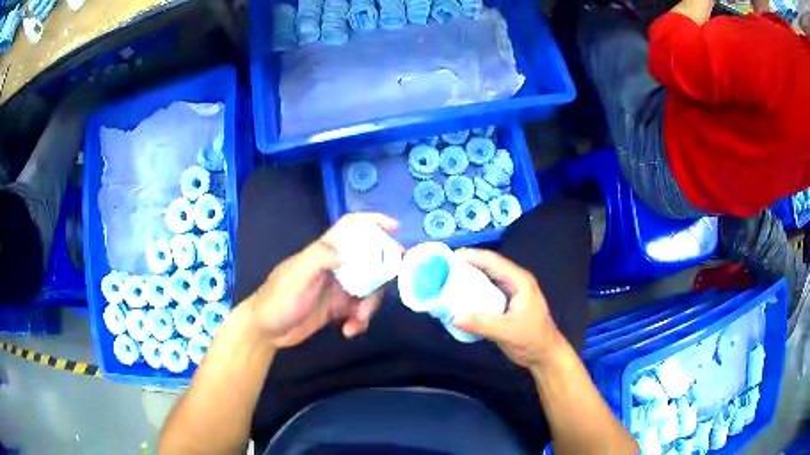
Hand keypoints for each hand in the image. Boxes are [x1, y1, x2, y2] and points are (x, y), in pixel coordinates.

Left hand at [246, 213, 399, 348]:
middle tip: (382, 291)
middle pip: (370, 262)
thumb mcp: (297, 275)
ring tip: (356, 321)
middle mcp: (335, 267)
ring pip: (369, 289)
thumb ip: (321, 257)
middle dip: (381, 276)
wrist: (266, 331)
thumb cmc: (278, 298)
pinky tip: (348, 330)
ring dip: (369, 306)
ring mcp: (338, 289)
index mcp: (324, 252)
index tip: (395, 229)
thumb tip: (352, 250)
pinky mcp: (338, 309)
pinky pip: (360, 311)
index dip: (372, 222)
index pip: (351, 228)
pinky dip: (360, 321)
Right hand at [452, 249, 561, 369]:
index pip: (492, 261)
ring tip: (443, 281)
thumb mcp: (507, 332)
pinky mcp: (504, 304)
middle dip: (464, 265)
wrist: (544, 356)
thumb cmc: (531, 340)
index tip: (446, 257)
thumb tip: (453, 315)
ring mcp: (509, 292)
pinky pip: (484, 292)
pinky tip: (456, 298)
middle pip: (487, 266)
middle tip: (440, 269)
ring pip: (485, 279)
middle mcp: (513, 282)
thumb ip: (481, 323)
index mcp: (519, 281)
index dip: (470, 256)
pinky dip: (470, 292)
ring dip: (466, 279)